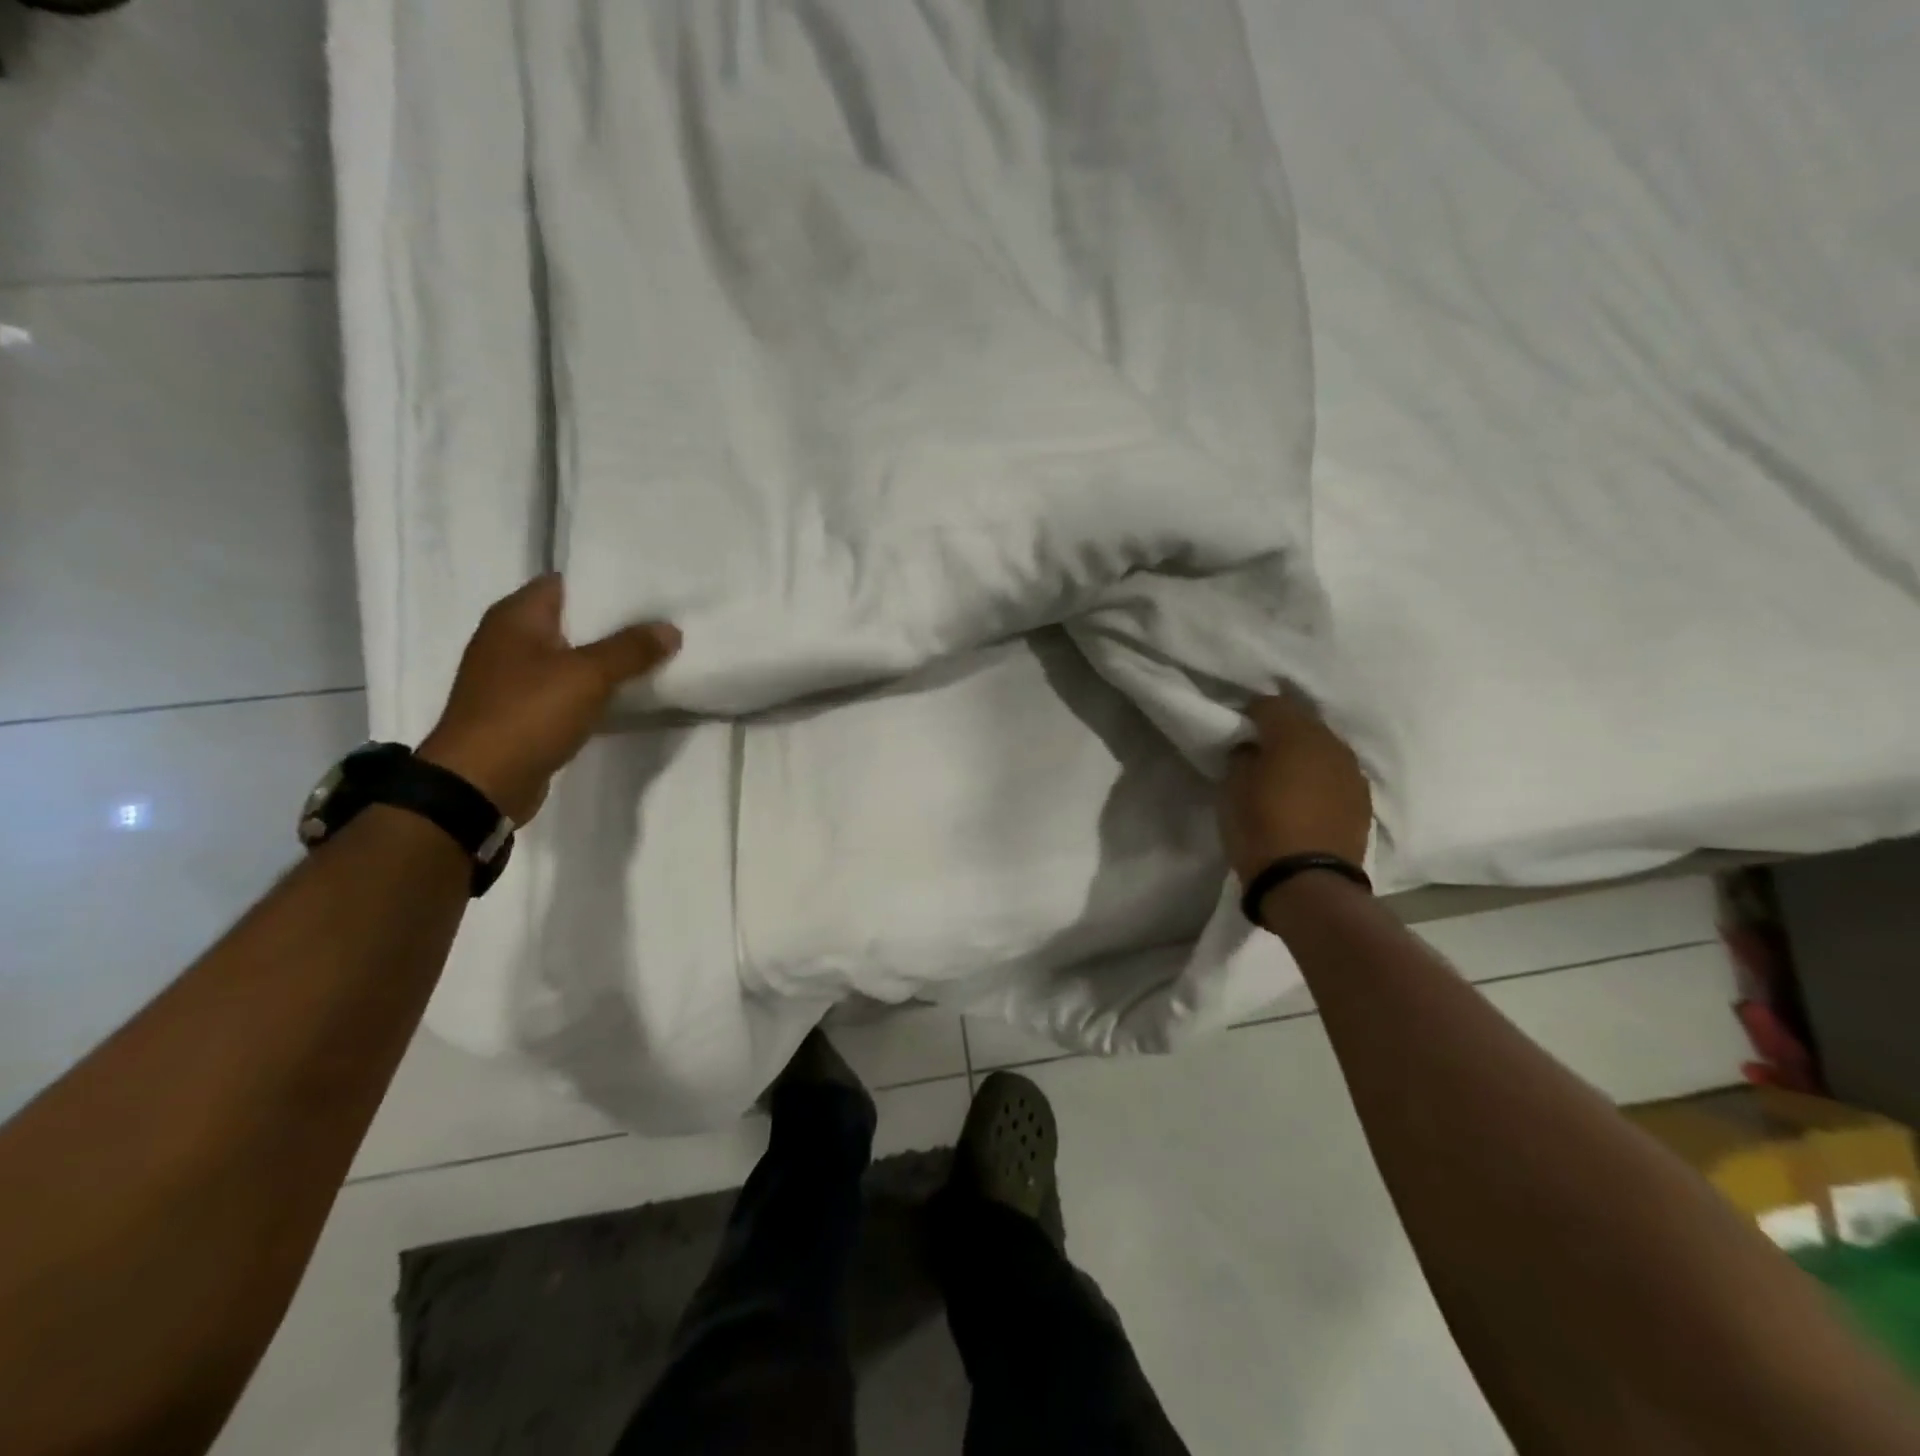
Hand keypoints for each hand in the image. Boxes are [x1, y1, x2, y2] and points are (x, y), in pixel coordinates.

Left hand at [417, 575, 680, 822]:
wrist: (480, 784)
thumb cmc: (528, 714)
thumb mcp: (588, 675)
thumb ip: (631, 649)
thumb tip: (670, 628)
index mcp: (516, 617)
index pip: (567, 582)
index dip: (607, 583)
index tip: (651, 590)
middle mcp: (510, 640)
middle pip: (572, 620)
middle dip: (616, 623)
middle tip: (664, 622)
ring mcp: (514, 678)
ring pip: (572, 657)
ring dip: (607, 659)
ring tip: (656, 655)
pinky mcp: (523, 711)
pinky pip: (568, 689)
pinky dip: (595, 689)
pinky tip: (628, 694)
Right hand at [1220, 693, 1372, 883]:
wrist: (1307, 883)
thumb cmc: (1260, 828)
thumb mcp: (1232, 788)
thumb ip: (1243, 757)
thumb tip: (1253, 749)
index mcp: (1296, 734)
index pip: (1271, 704)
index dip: (1251, 713)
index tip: (1238, 728)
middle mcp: (1331, 745)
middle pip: (1303, 723)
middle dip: (1281, 731)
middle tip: (1259, 751)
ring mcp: (1352, 773)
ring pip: (1324, 749)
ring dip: (1304, 755)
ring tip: (1284, 775)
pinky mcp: (1363, 801)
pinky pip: (1337, 775)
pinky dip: (1320, 779)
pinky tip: (1306, 796)